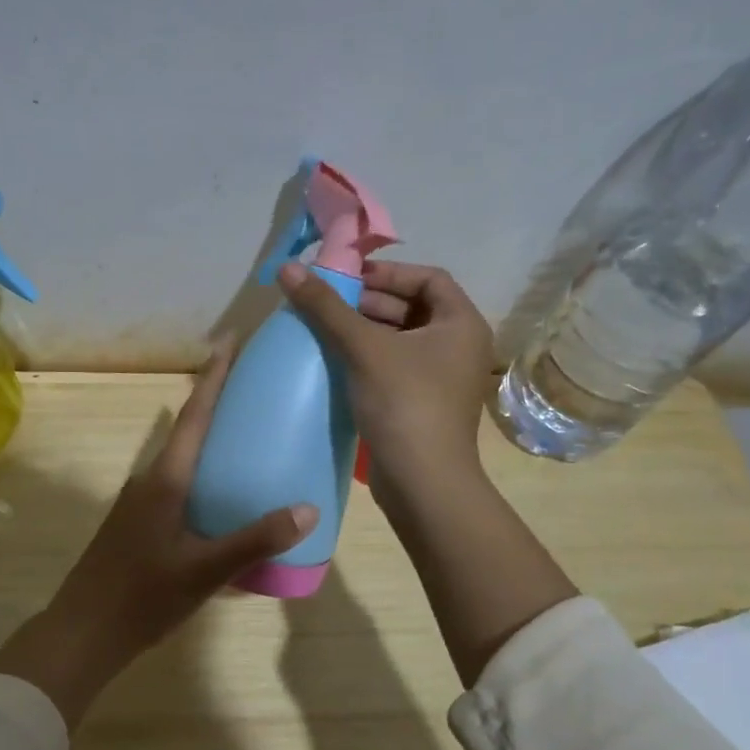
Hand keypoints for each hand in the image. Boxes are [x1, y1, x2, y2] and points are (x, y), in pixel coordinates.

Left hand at [0, 347, 316, 727]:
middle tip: (259, 389)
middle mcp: (151, 480)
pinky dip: (205, 477)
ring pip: (183, 460)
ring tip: (252, 440)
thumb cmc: (141, 596)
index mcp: (165, 479)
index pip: (194, 415)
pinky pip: (179, 486)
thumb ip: (255, 540)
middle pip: (189, 430)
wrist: (82, 633)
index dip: (214, 376)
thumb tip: (308, 508)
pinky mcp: (139, 524)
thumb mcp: (204, 571)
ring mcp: (141, 503)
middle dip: (219, 404)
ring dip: (212, 442)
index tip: (231, 340)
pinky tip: (227, 499)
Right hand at [278, 259, 492, 497]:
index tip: (346, 278)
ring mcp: (441, 377)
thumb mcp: (364, 348)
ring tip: (322, 328)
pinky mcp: (421, 403)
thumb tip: (288, 267)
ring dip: (363, 330)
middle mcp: (457, 345)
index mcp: (461, 323)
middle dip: (368, 302)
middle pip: (412, 307)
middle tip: (325, 302)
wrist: (423, 483)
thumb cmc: (404, 404)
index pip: (428, 278)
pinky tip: (334, 361)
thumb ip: (326, 307)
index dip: (387, 272)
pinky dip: (367, 358)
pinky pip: (393, 366)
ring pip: (399, 339)